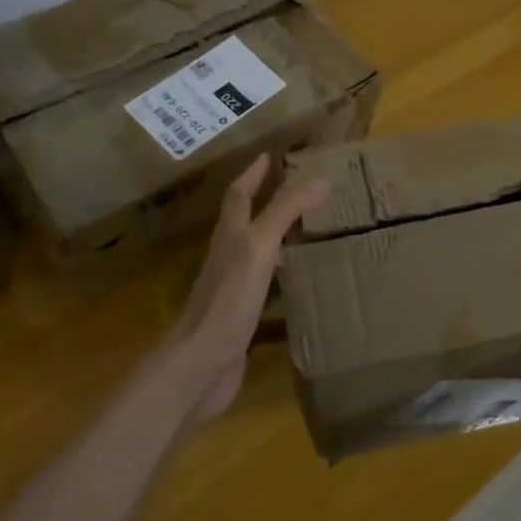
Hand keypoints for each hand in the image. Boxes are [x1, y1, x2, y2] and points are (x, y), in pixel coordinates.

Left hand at [165, 155, 327, 424]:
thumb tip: (319, 179)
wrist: (200, 364)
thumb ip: (286, 212)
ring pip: (254, 252)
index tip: (269, 156)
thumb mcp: (259, 247)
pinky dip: (279, 276)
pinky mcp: (240, 316)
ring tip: (303, 229)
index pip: (240, 195)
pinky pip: (263, 286)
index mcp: (230, 236)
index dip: (253, 174)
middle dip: (264, 201)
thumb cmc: (228, 300)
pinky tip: (296, 283)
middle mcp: (228, 257)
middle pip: (244, 220)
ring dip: (273, 237)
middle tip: (294, 189)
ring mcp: (232, 288)